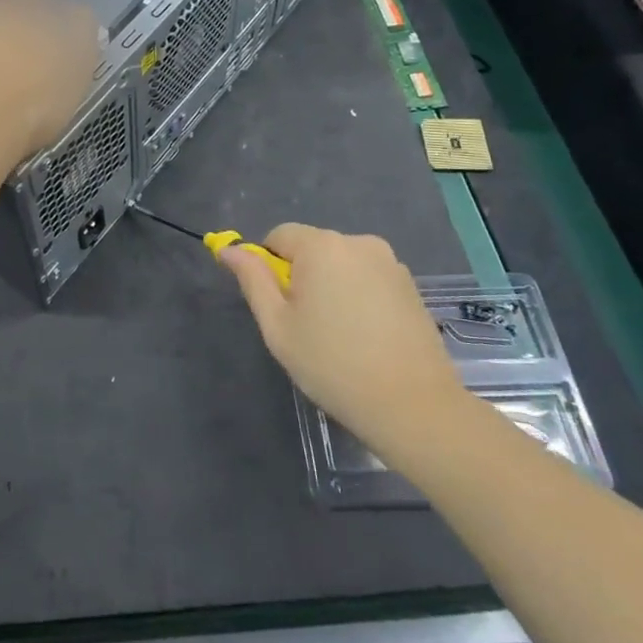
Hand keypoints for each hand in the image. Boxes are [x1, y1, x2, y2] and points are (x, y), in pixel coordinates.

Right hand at [220, 224, 469, 466]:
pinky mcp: (410, 285)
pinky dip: (358, 296)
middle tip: (306, 326)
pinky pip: (368, 278)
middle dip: (301, 276)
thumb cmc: (333, 365)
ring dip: (331, 286)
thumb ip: (253, 280)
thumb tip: (229, 250)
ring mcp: (390, 262)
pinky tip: (365, 336)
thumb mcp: (278, 326)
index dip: (269, 266)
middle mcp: (358, 242)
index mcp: (322, 246)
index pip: (279, 236)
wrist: (414, 407)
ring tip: (339, 335)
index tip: (278, 306)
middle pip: (312, 248)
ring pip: (341, 264)